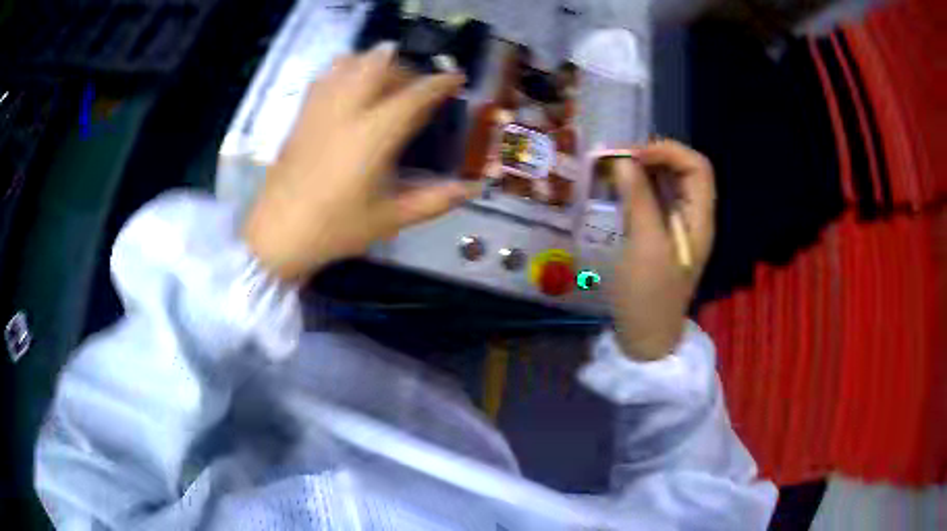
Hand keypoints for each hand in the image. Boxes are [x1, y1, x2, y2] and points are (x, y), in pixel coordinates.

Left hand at [243, 45, 473, 281]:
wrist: (278, 235)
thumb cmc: (336, 229)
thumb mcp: (390, 219)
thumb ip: (435, 200)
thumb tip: (473, 188)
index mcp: (374, 136)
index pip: (414, 95)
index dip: (440, 83)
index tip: (456, 78)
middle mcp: (347, 112)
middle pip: (380, 67)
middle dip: (406, 68)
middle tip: (417, 87)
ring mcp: (320, 110)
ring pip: (348, 64)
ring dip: (373, 62)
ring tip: (385, 79)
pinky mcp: (301, 116)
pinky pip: (323, 77)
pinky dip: (342, 70)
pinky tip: (349, 86)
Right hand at [610, 140, 715, 360]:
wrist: (645, 338)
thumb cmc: (648, 295)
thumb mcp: (645, 246)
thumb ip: (639, 200)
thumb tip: (625, 161)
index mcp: (699, 219)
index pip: (697, 167)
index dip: (669, 152)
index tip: (634, 155)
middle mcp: (692, 218)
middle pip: (683, 172)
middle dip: (653, 157)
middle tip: (618, 158)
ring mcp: (676, 227)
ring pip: (667, 184)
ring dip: (643, 171)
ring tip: (613, 168)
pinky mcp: (660, 236)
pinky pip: (653, 201)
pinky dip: (637, 188)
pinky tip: (617, 189)